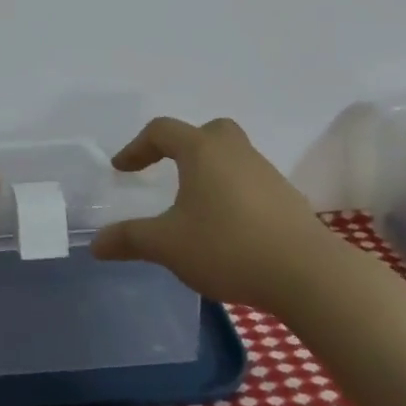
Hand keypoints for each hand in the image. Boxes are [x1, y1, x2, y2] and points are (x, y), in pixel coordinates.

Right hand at [90, 117, 334, 305]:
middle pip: (206, 131)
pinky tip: (226, 225)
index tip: (122, 170)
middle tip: (167, 170)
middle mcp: (235, 151)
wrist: (309, 274)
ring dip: (209, 170)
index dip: (137, 147)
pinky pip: (250, 181)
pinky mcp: (287, 198)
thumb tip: (96, 245)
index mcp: (202, 151)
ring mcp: (266, 173)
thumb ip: (130, 239)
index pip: (162, 131)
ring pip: (232, 155)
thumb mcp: (168, 245)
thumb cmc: (228, 247)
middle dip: (182, 146)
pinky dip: (232, 191)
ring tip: (194, 203)